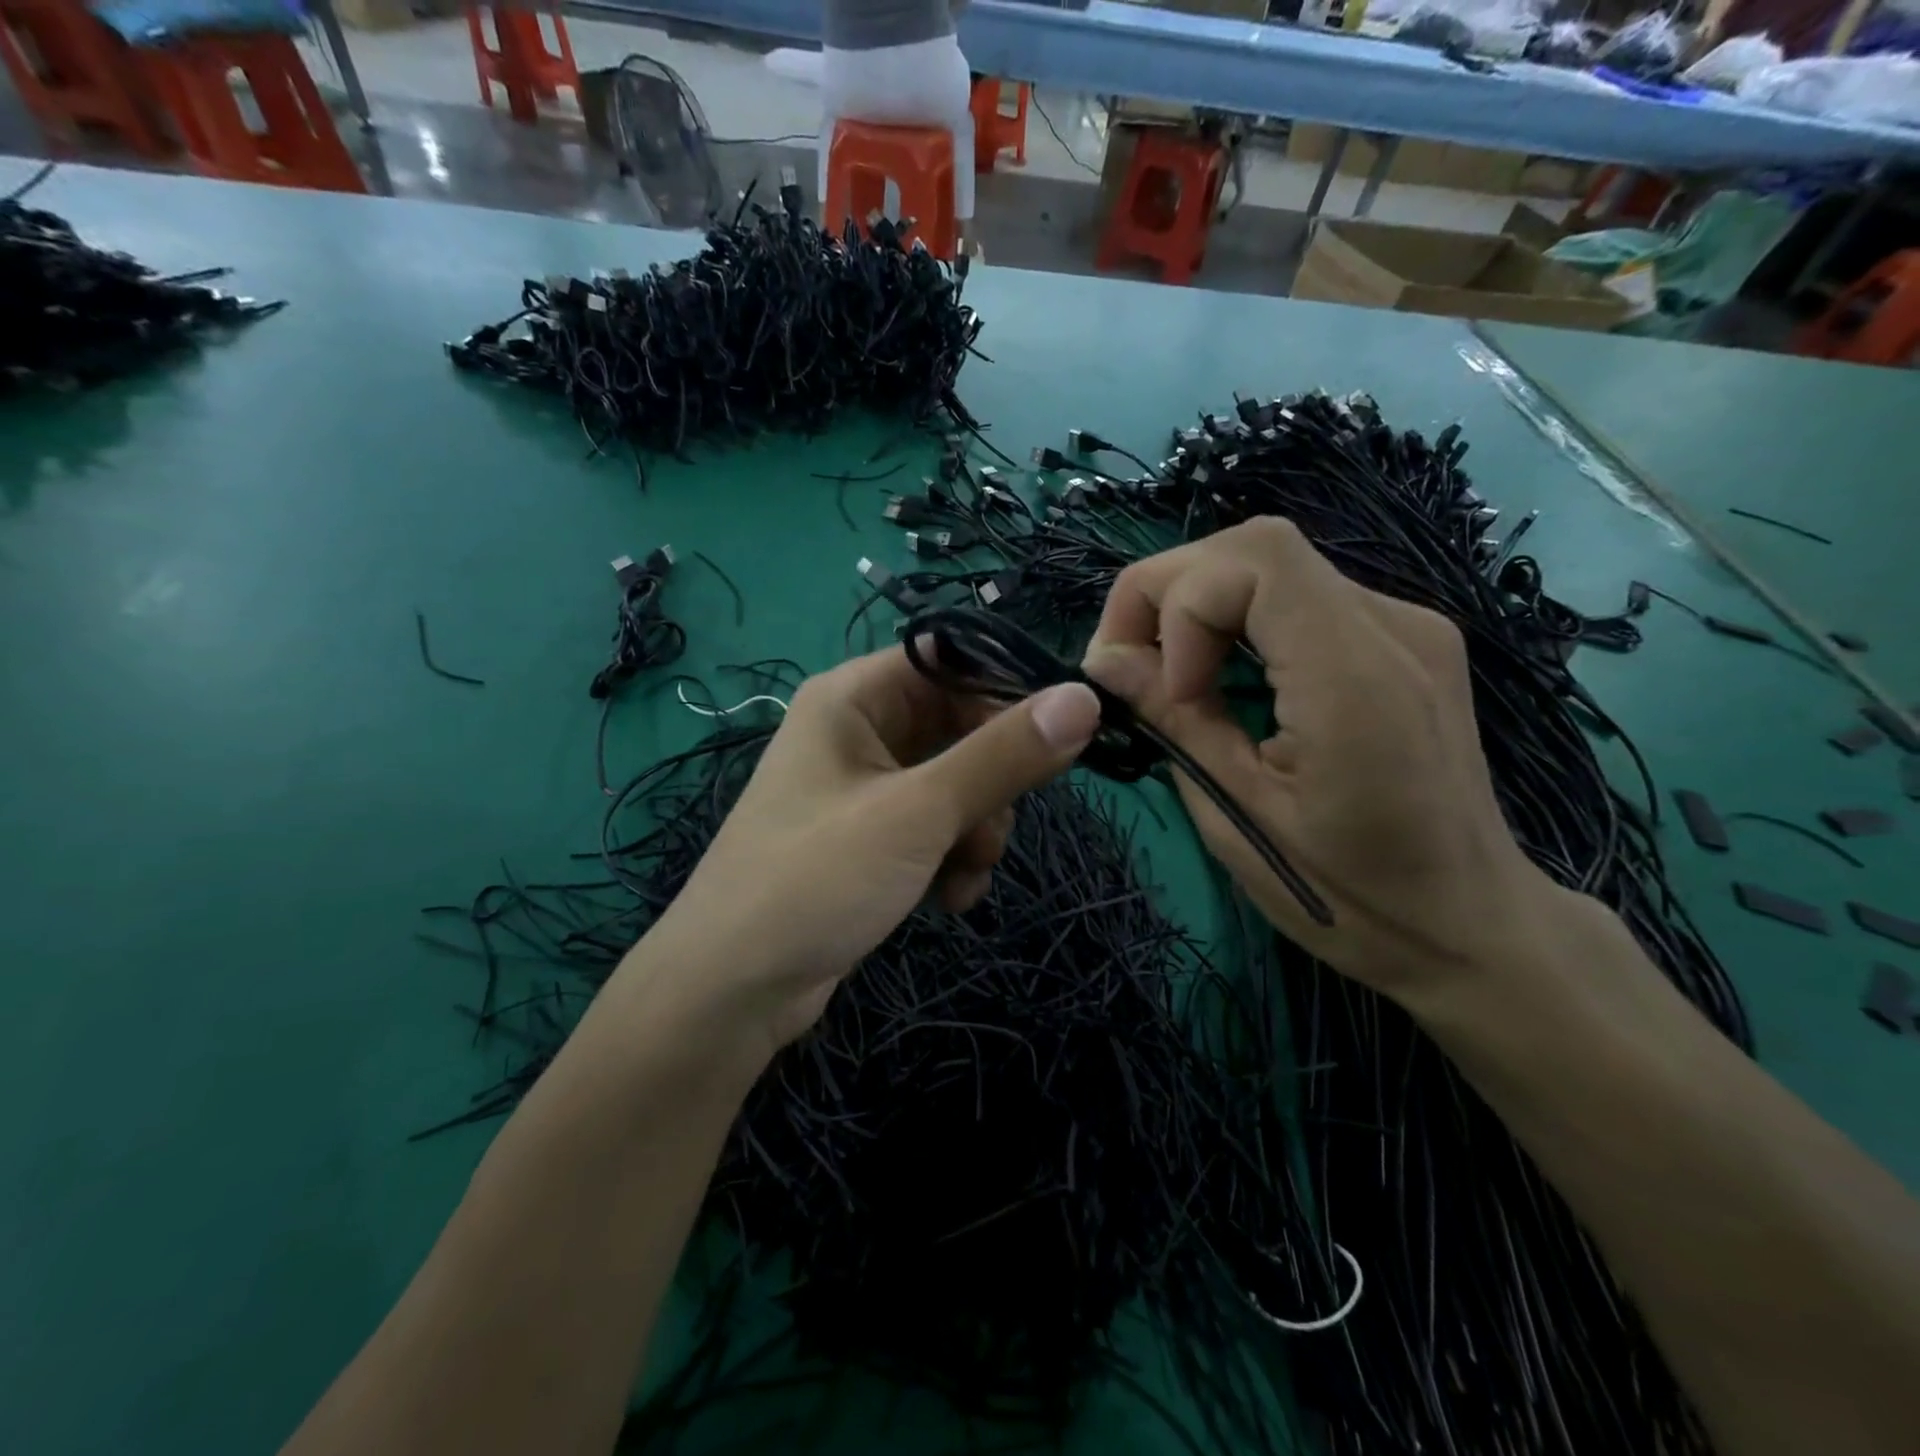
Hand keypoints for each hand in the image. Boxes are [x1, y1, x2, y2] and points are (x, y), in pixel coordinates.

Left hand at [646, 647, 1099, 1056]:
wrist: (731, 992)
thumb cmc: (816, 880)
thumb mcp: (918, 813)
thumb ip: (1003, 756)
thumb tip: (1084, 699)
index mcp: (854, 696)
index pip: (952, 660)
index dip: (1009, 690)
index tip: (1063, 733)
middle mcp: (857, 730)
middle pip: (959, 726)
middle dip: (991, 782)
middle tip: (997, 825)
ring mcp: (863, 788)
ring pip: (955, 784)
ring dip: (976, 829)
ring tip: (962, 873)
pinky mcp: (869, 838)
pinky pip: (934, 827)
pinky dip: (951, 857)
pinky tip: (947, 898)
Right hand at [1081, 517, 1554, 998]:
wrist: (1472, 923)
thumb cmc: (1350, 896)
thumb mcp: (1239, 816)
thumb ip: (1175, 722)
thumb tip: (1105, 660)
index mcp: (1355, 679)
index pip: (1254, 560)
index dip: (1178, 603)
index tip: (1163, 688)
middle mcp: (1393, 627)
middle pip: (1256, 547)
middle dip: (1170, 594)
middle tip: (1133, 668)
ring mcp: (1407, 625)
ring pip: (1273, 565)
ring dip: (1200, 607)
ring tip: (1173, 678)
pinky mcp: (1403, 638)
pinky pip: (1299, 596)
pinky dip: (1238, 621)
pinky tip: (1225, 678)